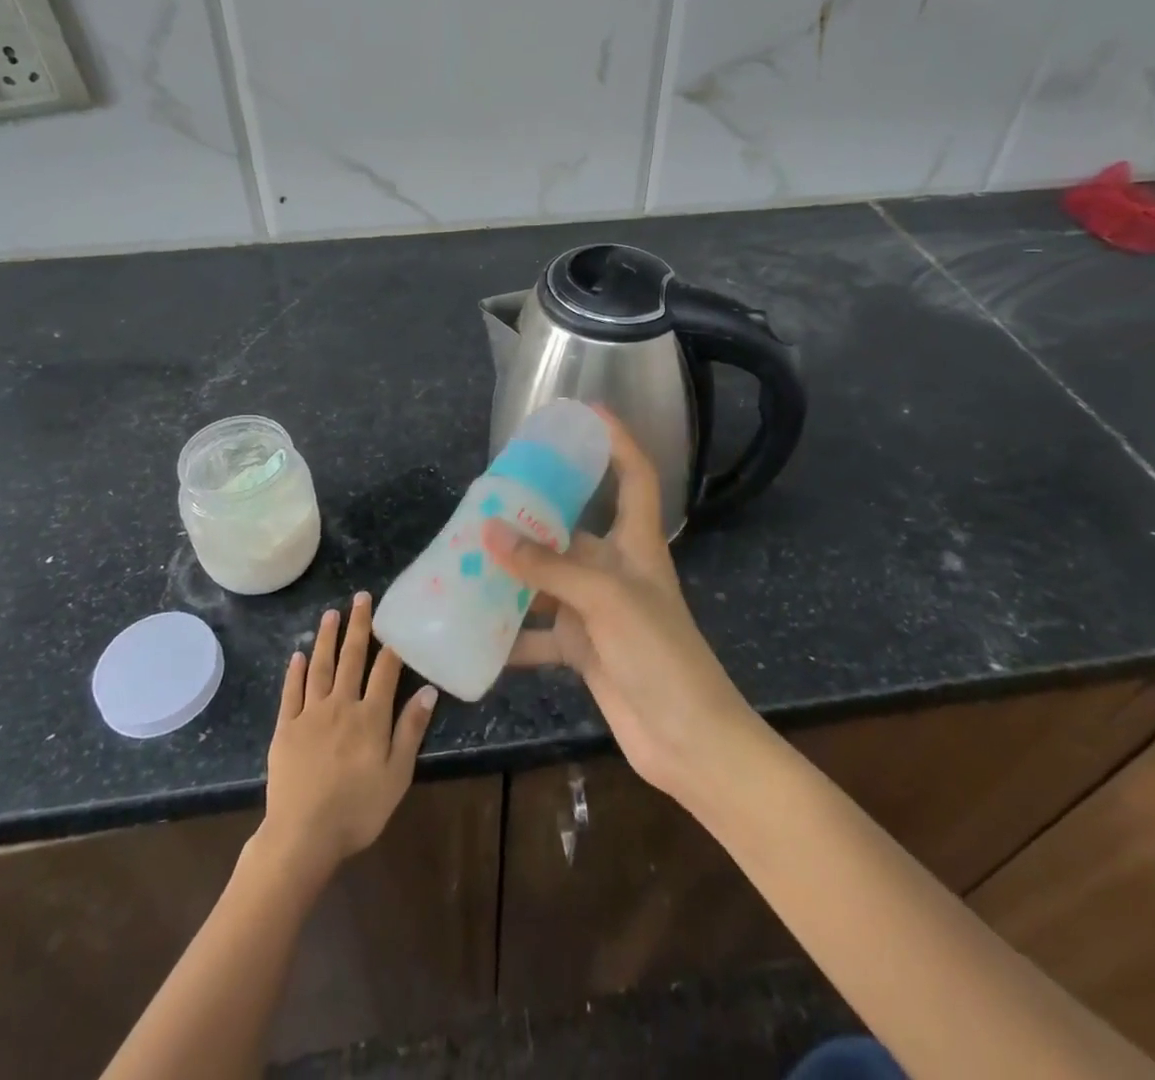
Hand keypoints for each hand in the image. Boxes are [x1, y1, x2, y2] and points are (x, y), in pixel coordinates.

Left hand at [259, 593, 437, 883]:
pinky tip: (299, 653)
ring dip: (327, 638)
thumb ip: (411, 730)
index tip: (395, 617)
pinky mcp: (286, 728)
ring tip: (331, 613)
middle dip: (358, 626)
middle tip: (361, 597)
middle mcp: (341, 705)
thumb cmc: (358, 810)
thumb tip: (428, 690)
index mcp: (371, 716)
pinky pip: (291, 692)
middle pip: (351, 658)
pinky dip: (295, 671)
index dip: (392, 643)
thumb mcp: (397, 775)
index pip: (385, 670)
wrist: (302, 836)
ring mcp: (310, 714)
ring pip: (320, 667)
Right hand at [485, 411, 759, 807]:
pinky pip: (540, 633)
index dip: (617, 440)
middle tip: (486, 498)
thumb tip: (490, 531)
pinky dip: (511, 635)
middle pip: (573, 528)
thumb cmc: (660, 654)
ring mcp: (599, 611)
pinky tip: (475, 632)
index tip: (586, 413)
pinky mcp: (585, 649)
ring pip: (548, 580)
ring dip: (513, 574)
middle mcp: (616, 570)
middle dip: (534, 514)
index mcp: (636, 544)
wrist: (688, 741)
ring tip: (466, 558)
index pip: (634, 476)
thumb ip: (548, 567)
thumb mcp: (605, 600)